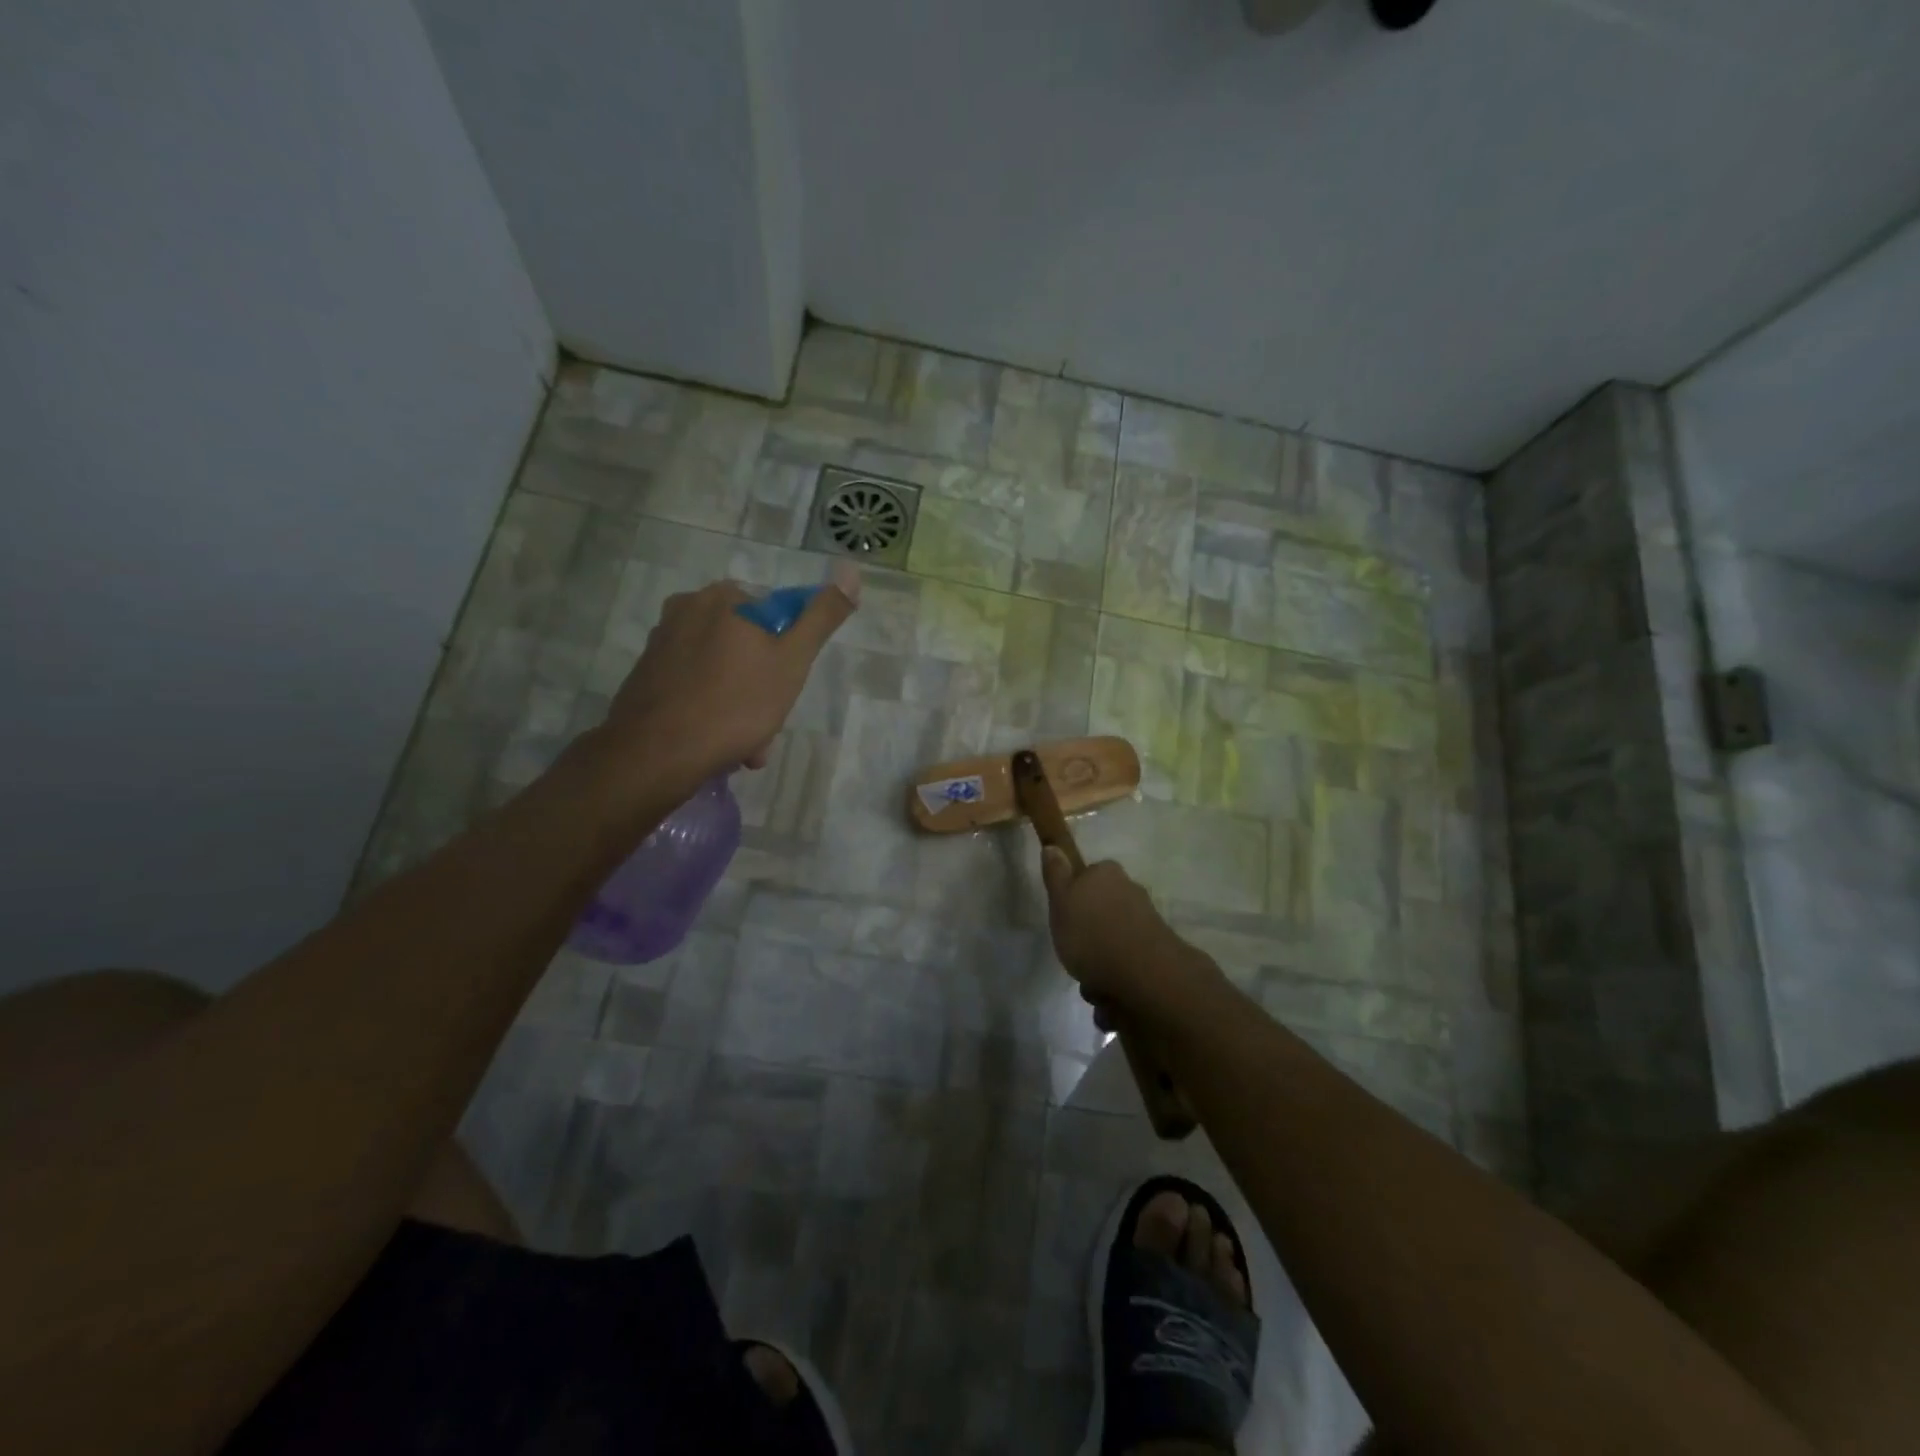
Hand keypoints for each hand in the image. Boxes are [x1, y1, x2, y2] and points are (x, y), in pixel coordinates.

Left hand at [606, 569, 857, 788]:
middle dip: (762, 688)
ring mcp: (661, 642)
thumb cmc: (734, 704)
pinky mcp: (645, 675)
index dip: (788, 659)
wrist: (656, 753)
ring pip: (721, 671)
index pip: (775, 619)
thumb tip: (851, 570)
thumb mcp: (792, 660)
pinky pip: (694, 687)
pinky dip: (710, 710)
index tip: (787, 694)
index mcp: (724, 598)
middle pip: (747, 647)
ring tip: (744, 746)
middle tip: (766, 727)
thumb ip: (821, 617)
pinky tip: (717, 743)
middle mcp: (687, 608)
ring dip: (740, 706)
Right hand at [1040, 850, 1195, 1011]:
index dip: (1074, 897)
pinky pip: (1128, 966)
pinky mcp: (1159, 953)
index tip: (1065, 918)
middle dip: (1088, 937)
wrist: (1146, 975)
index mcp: (1107, 874)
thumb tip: (1052, 846)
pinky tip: (1110, 1000)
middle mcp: (1131, 892)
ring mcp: (1148, 923)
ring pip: (1114, 942)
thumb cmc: (1092, 934)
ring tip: (1092, 987)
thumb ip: (1056, 875)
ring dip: (1101, 965)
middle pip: (1102, 912)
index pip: (1088, 876)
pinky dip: (1117, 982)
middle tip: (1074, 956)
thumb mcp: (1060, 902)